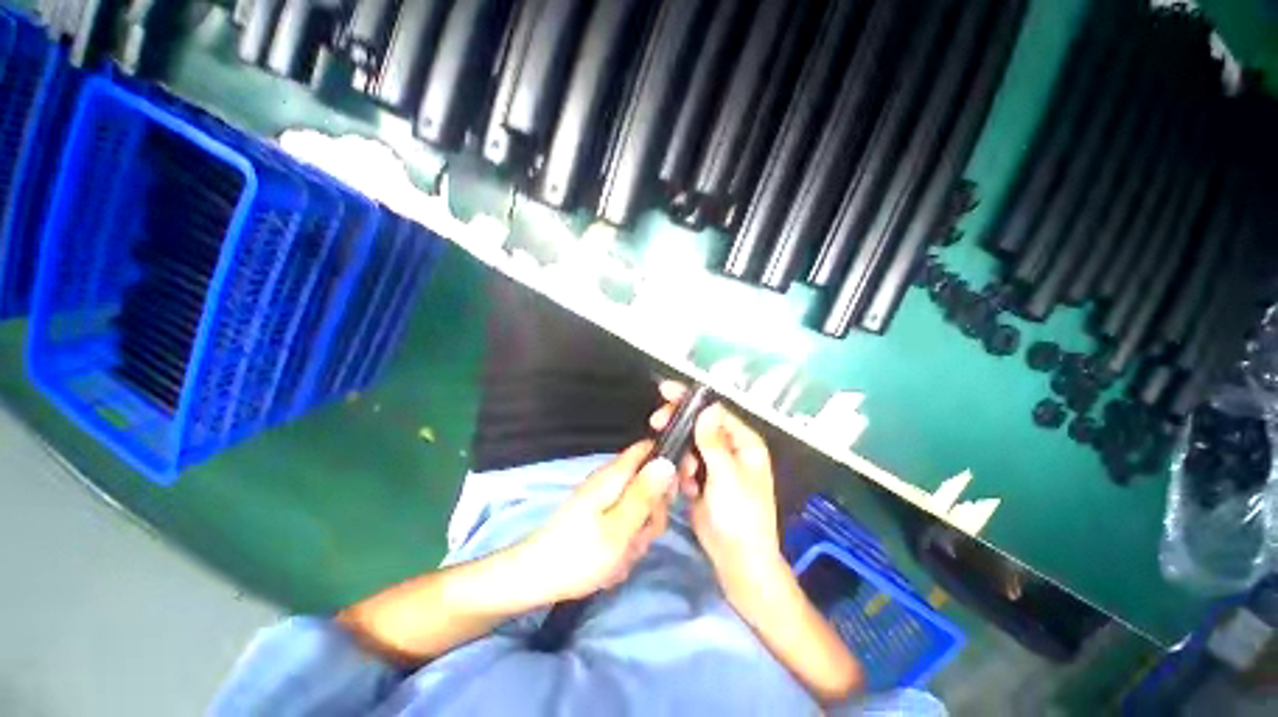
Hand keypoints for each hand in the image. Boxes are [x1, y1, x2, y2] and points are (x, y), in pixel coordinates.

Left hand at [516, 441, 676, 602]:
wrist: (535, 580)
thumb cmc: (578, 554)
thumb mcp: (619, 528)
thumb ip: (645, 494)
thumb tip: (668, 461)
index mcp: (614, 475)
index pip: (649, 449)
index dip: (668, 462)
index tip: (678, 489)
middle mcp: (610, 481)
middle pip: (649, 482)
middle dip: (653, 511)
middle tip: (642, 535)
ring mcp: (604, 498)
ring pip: (640, 506)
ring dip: (640, 532)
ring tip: (623, 554)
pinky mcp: (599, 516)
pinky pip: (626, 522)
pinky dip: (626, 541)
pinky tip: (615, 560)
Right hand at [650, 383, 785, 601]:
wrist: (738, 562)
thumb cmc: (740, 517)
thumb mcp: (726, 477)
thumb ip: (713, 441)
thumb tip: (708, 407)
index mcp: (744, 442)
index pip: (715, 411)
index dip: (690, 400)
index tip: (664, 392)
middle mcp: (731, 449)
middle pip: (699, 425)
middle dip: (679, 426)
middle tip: (656, 424)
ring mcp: (716, 465)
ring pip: (689, 445)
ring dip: (681, 456)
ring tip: (686, 478)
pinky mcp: (703, 480)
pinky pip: (685, 464)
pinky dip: (681, 472)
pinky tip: (687, 490)